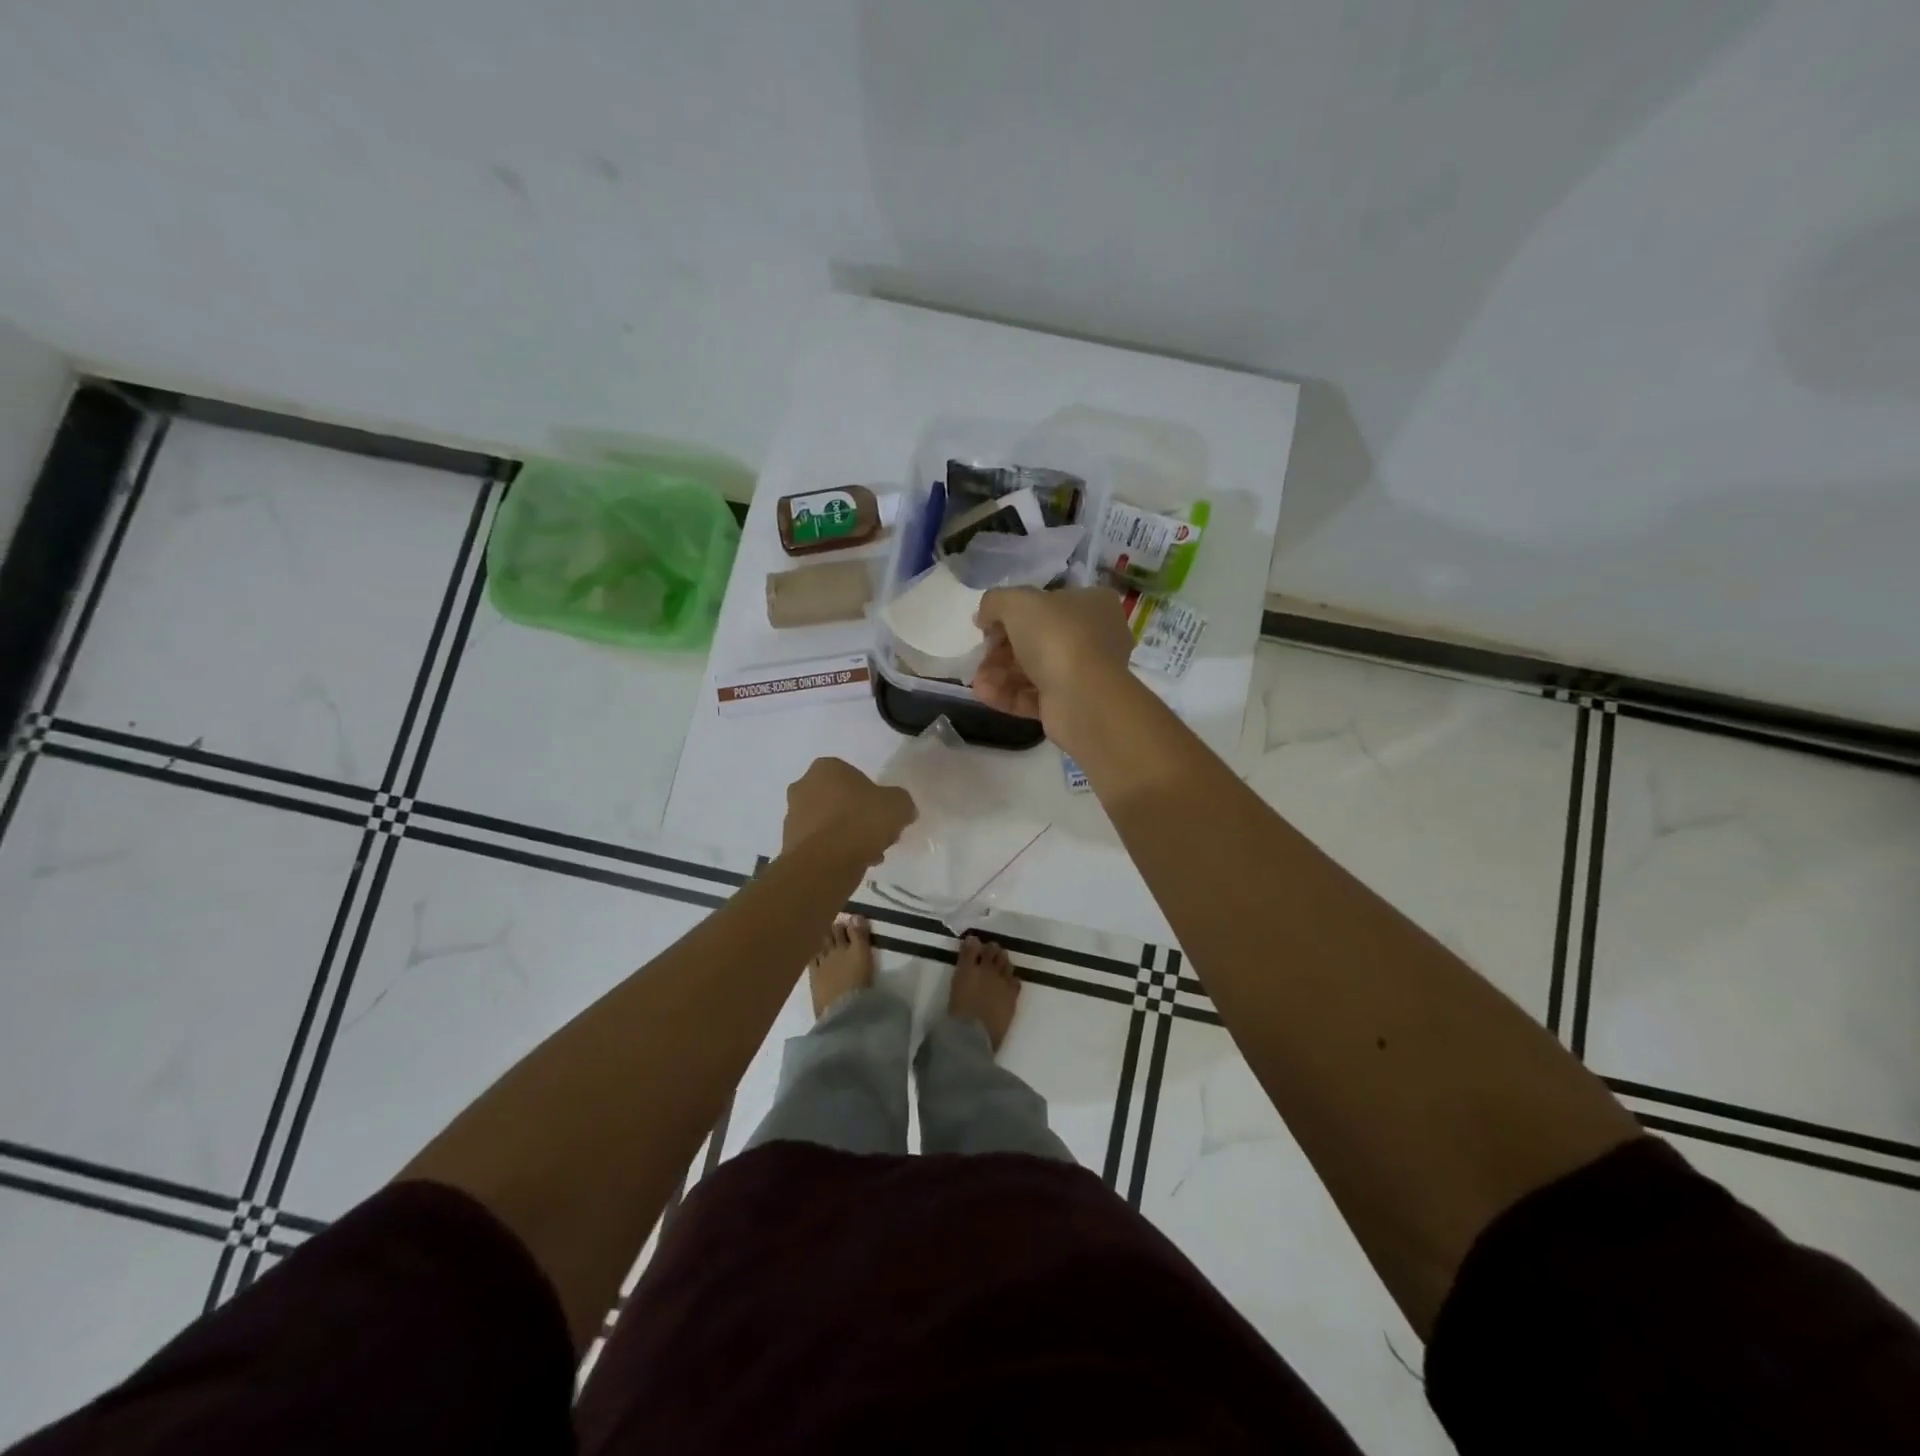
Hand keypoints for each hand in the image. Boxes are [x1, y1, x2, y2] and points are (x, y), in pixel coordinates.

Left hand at [782, 757, 915, 863]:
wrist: (824, 864)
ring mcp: (792, 816)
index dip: (872, 795)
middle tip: (877, 834)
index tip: (883, 813)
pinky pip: (819, 844)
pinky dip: (834, 852)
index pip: (853, 776)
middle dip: (857, 816)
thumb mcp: (897, 805)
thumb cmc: (860, 822)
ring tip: (869, 855)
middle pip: (839, 800)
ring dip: (846, 836)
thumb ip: (901, 802)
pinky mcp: (789, 844)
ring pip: (828, 823)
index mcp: (825, 768)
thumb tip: (903, 810)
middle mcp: (803, 787)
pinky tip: (852, 865)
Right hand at [971, 586, 1135, 748]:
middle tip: (981, 654)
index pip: (1048, 603)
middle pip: (1036, 639)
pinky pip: (1034, 696)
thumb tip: (984, 618)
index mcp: (1093, 604)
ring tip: (977, 680)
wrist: (1083, 699)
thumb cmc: (1056, 637)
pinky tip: (984, 694)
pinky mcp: (1071, 705)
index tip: (987, 624)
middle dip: (1001, 649)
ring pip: (1033, 670)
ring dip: (999, 673)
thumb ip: (994, 602)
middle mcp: (1094, 637)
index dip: (1013, 612)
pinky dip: (1008, 694)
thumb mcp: (1016, 602)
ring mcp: (1084, 674)